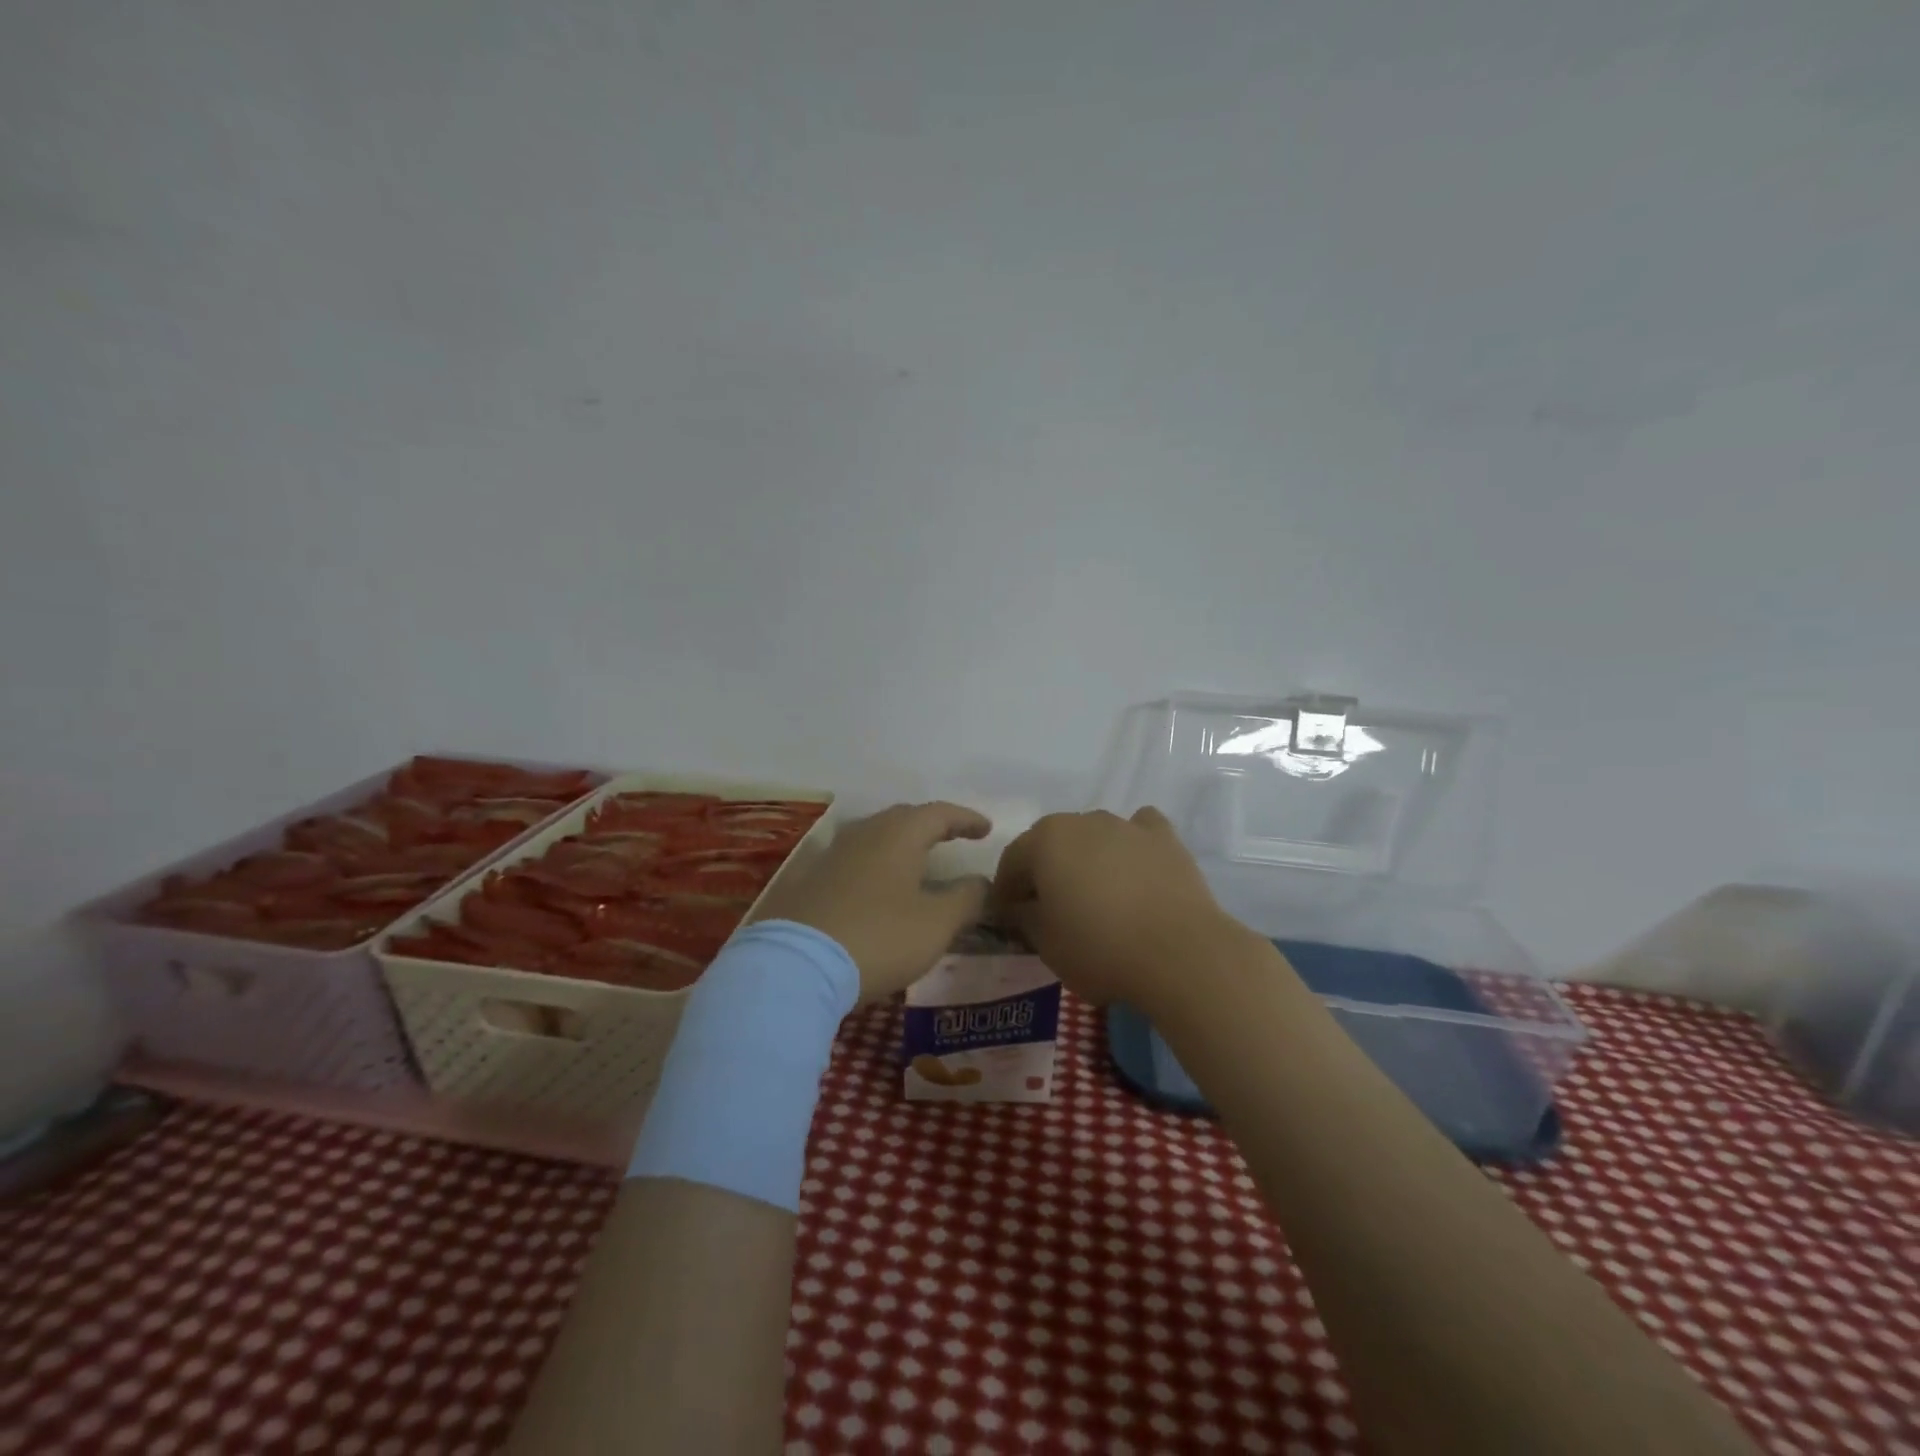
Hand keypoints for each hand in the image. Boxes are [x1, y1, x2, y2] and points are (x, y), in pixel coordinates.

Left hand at [751, 801, 991, 999]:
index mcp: (898, 835)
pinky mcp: (809, 881)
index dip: (966, 819)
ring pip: (874, 836)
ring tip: (916, 860)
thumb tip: (981, 882)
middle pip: (903, 818)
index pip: (939, 813)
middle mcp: (864, 834)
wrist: (797, 966)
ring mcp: (831, 855)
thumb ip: (966, 898)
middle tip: (952, 837)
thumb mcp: (936, 924)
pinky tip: (876, 885)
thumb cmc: (879, 938)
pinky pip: (852, 860)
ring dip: (900, 843)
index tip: (986, 830)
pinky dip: (874, 865)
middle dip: (931, 826)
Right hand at [990, 807, 1245, 1012]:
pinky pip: (1138, 832)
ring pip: (1094, 836)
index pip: (1013, 860)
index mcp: (1045, 840)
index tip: (1007, 916)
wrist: (1179, 953)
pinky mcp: (1164, 837)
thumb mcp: (1045, 943)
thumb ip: (1023, 917)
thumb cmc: (1100, 948)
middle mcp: (1082, 820)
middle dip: (1045, 870)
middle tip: (1049, 906)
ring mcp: (1126, 825)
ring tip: (1096, 895)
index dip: (1006, 889)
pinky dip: (1131, 846)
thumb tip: (1019, 906)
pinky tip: (1135, 870)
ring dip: (1086, 858)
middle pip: (1052, 842)